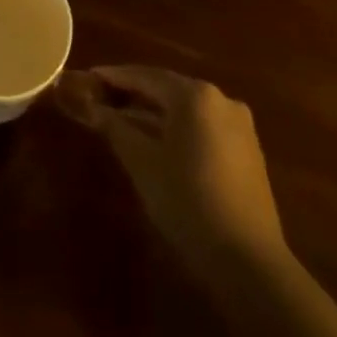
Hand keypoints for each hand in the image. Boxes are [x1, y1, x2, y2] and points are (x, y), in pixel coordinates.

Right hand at [58, 65, 286, 281]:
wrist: (248, 260)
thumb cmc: (187, 201)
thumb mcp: (142, 163)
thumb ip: (115, 127)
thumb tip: (91, 107)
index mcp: (195, 95)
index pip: (146, 76)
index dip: (114, 77)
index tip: (88, 77)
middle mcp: (220, 99)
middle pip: (168, 88)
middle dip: (134, 92)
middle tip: (102, 97)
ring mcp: (239, 124)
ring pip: (187, 108)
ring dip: (155, 111)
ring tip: (124, 118)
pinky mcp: (247, 149)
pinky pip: (203, 125)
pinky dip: (178, 127)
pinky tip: (157, 140)